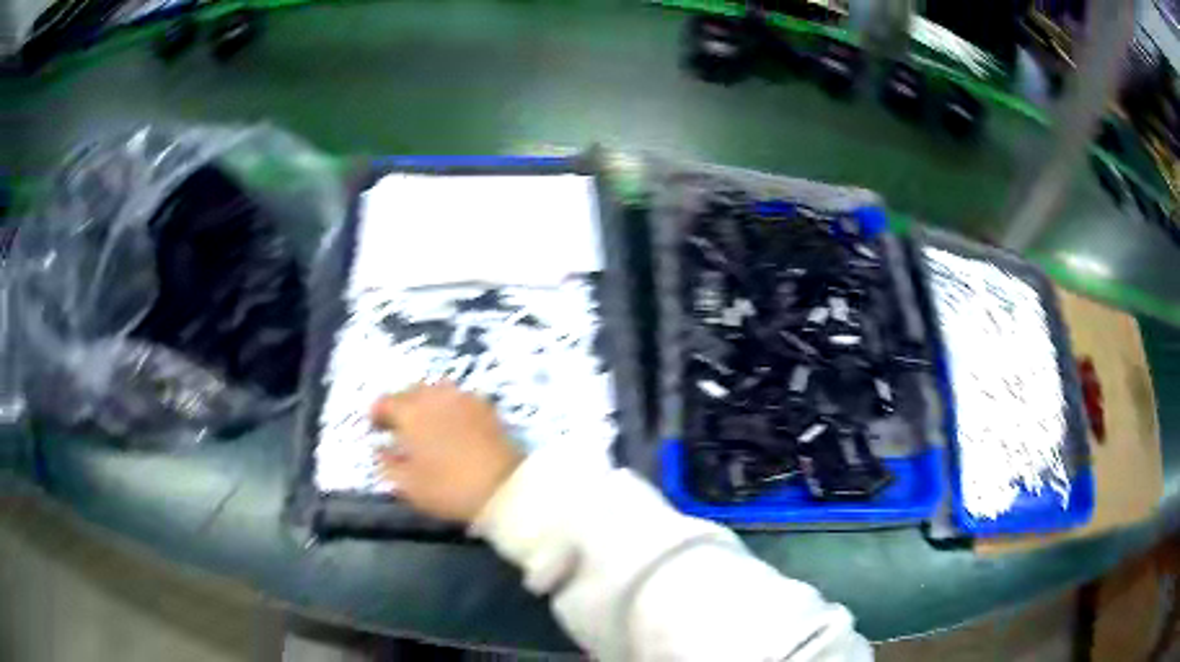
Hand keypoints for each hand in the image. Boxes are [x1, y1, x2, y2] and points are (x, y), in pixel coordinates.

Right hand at [372, 382, 522, 522]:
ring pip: (436, 389)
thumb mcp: (408, 485)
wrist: (504, 488)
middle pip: (411, 390)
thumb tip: (380, 450)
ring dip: (426, 401)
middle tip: (400, 425)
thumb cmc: (449, 488)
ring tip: (426, 421)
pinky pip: (459, 397)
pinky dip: (449, 405)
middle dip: (401, 404)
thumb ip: (387, 464)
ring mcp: (463, 398)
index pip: (385, 402)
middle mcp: (435, 397)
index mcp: (411, 413)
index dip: (377, 414)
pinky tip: (452, 422)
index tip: (376, 428)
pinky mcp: (486, 406)